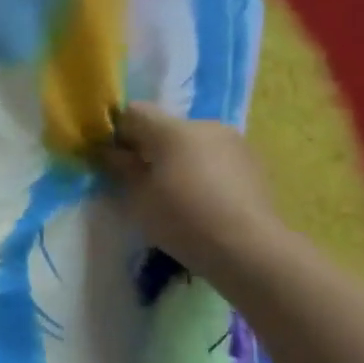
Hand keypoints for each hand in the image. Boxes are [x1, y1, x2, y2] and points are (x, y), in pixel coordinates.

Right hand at [96, 103, 288, 279]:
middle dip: (149, 146)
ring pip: (192, 142)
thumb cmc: (183, 220)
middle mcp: (205, 126)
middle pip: (165, 126)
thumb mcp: (138, 197)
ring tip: (174, 192)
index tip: (111, 159)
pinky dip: (202, 170)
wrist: (249, 249)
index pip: (134, 113)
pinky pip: (215, 157)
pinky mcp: (254, 163)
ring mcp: (235, 142)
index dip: (117, 132)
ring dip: (177, 158)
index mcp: (173, 130)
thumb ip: (121, 167)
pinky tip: (202, 200)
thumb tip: (108, 151)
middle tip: (140, 180)